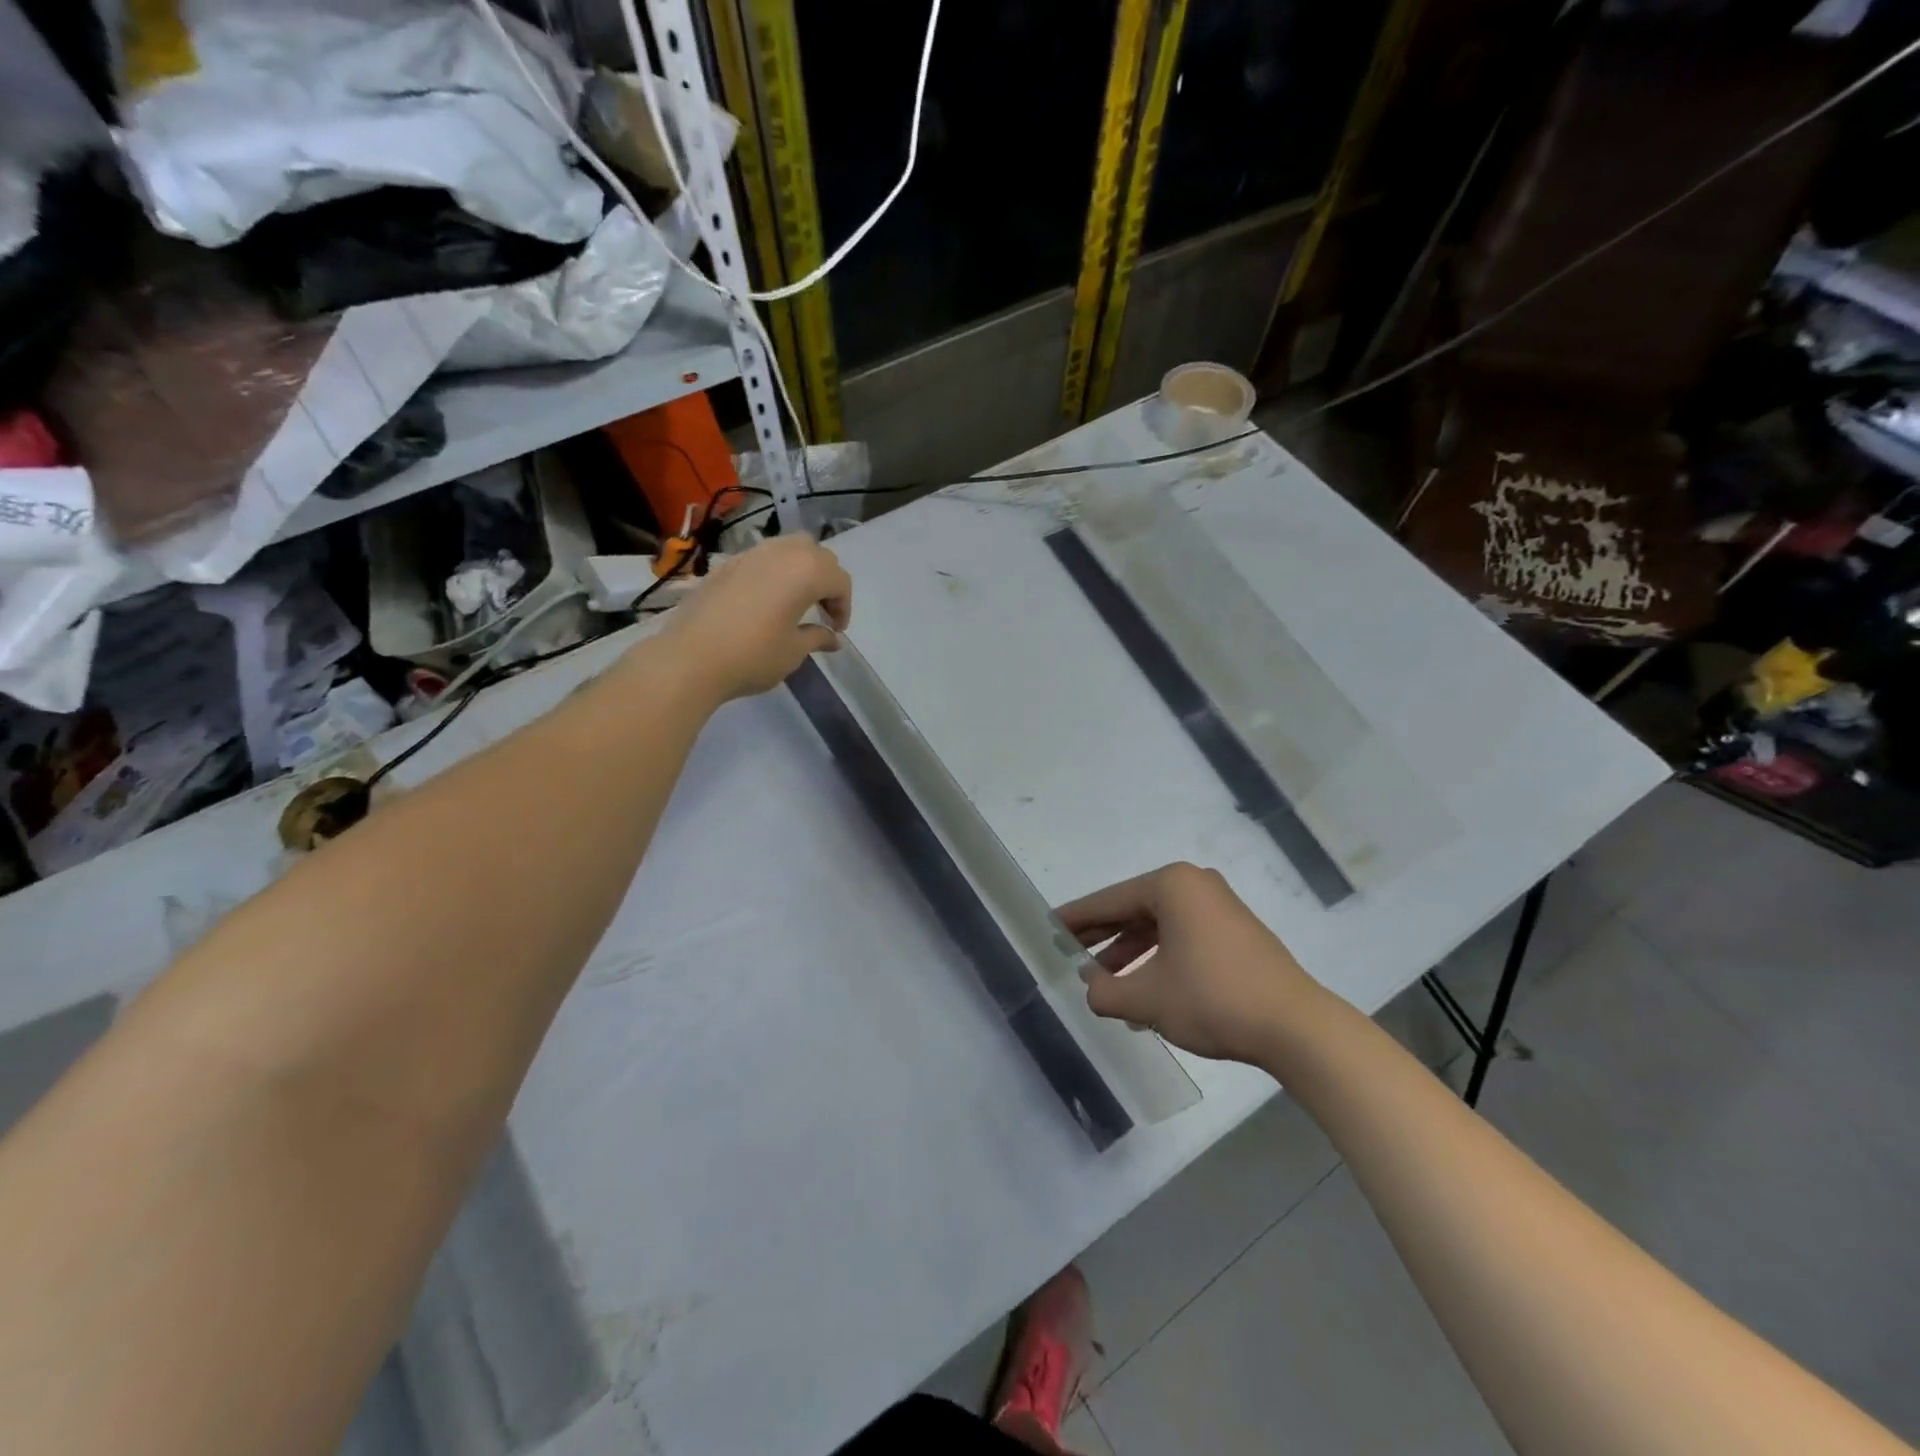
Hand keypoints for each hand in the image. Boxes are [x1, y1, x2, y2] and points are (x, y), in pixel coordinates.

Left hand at [661, 536, 852, 701]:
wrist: (691, 658)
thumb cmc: (753, 656)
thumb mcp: (793, 651)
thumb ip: (817, 637)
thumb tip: (832, 638)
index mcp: (806, 571)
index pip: (839, 580)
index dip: (843, 606)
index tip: (836, 630)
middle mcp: (781, 553)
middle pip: (816, 555)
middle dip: (826, 581)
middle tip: (822, 612)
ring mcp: (750, 555)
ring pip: (788, 549)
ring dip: (800, 570)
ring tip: (796, 601)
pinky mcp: (726, 564)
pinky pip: (762, 558)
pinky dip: (774, 572)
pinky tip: (766, 601)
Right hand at [1059, 863, 1320, 1064]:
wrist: (1295, 1027)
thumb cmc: (1212, 999)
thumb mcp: (1147, 999)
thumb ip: (1106, 992)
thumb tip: (1090, 987)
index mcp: (1172, 886)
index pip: (1111, 900)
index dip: (1077, 918)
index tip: (1050, 927)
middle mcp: (1196, 886)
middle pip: (1135, 910)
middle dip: (1104, 937)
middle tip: (1070, 953)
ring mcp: (1220, 908)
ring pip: (1160, 927)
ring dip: (1131, 954)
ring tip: (1105, 984)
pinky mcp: (1237, 933)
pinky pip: (1184, 938)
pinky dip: (1160, 959)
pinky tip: (1144, 992)